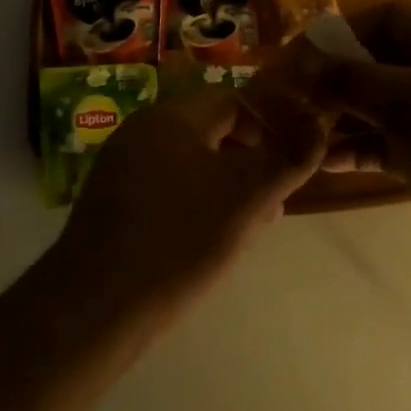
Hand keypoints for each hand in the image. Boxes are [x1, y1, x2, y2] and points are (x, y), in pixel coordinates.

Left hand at [51, 82, 328, 324]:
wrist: (93, 309)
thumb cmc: (178, 241)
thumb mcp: (246, 198)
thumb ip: (288, 158)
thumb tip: (317, 125)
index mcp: (171, 117)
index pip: (233, 102)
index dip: (270, 128)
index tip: (290, 166)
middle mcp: (141, 130)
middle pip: (211, 131)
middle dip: (249, 161)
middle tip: (273, 202)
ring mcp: (120, 166)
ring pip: (190, 162)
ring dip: (224, 185)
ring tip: (248, 226)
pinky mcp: (110, 202)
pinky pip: (165, 187)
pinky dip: (194, 202)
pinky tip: (205, 241)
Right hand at [294, 5, 410, 292]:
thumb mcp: (407, 101)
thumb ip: (350, 79)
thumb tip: (303, 63)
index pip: (388, 19)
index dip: (344, 31)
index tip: (303, 54)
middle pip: (381, 63)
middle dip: (337, 77)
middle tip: (294, 95)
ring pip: (380, 108)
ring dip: (342, 116)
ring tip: (300, 130)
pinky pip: (387, 145)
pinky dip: (358, 149)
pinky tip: (324, 163)